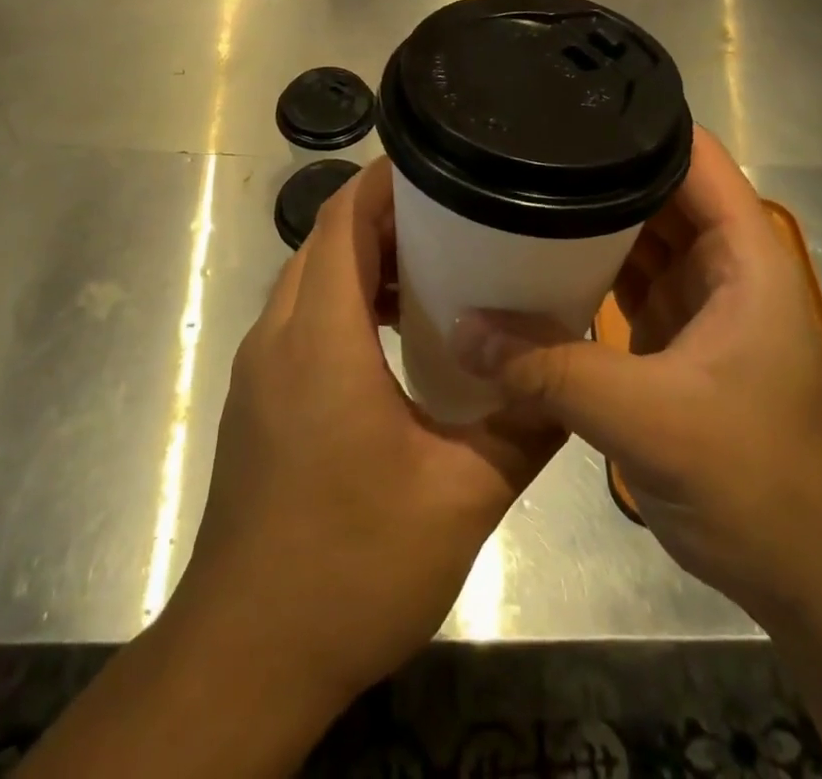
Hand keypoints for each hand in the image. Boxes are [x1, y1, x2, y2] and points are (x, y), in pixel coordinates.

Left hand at [163, 157, 561, 707]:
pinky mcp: (256, 399)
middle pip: (325, 242)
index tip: (440, 166)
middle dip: (384, 217)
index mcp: (320, 339)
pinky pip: (300, 319)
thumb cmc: (352, 565)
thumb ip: (524, 426)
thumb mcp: (462, 496)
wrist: (248, 655)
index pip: (342, 220)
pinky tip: (394, 337)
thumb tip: (573, 375)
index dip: (385, 182)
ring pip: (309, 279)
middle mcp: (278, 337)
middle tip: (456, 217)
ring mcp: (258, 369)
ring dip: (362, 262)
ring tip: (433, 270)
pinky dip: (343, 302)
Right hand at [454, 126, 821, 624]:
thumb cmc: (759, 481)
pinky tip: (531, 259)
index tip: (564, 104)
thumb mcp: (652, 420)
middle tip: (517, 143)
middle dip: (593, 167)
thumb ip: (552, 369)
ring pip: (634, 237)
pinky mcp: (670, 339)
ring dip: (584, 220)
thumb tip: (461, 326)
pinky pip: (621, 282)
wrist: (811, 579)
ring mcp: (695, 302)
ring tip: (512, 186)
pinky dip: (583, 270)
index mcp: (742, 254)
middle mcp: (721, 264)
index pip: (692, 156)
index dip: (636, 122)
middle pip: (653, 189)